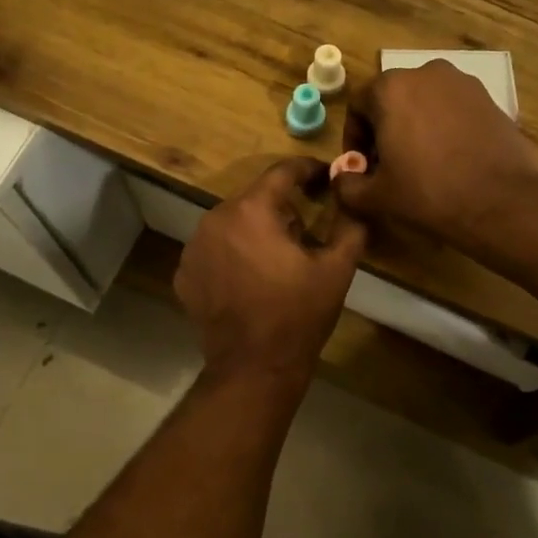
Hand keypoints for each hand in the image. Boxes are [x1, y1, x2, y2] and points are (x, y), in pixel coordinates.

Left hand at [176, 160, 366, 380]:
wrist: (253, 368)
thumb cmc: (298, 315)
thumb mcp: (337, 269)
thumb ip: (349, 224)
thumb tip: (352, 197)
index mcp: (252, 210)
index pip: (283, 172)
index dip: (309, 170)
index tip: (326, 176)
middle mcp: (216, 219)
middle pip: (255, 198)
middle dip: (282, 208)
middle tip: (305, 234)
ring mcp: (194, 247)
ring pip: (233, 223)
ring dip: (255, 232)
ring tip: (277, 262)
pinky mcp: (185, 273)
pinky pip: (215, 250)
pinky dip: (233, 255)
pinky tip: (250, 281)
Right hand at [335, 60, 537, 243]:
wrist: (500, 202)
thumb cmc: (428, 194)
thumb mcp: (375, 197)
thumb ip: (347, 184)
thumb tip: (343, 177)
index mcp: (390, 88)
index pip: (357, 106)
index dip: (353, 139)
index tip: (362, 167)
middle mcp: (426, 73)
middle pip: (392, 99)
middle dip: (384, 130)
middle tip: (388, 166)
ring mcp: (463, 83)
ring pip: (425, 102)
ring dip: (415, 127)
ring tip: (421, 164)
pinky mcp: (490, 99)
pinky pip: (454, 109)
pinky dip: (444, 128)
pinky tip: (451, 160)